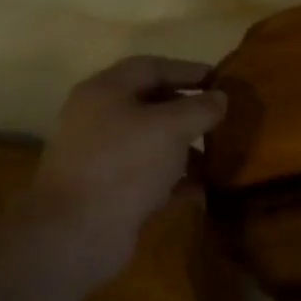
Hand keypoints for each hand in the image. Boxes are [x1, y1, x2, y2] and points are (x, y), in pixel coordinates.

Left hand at [28, 56, 226, 284]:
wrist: (77, 233)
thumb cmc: (125, 165)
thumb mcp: (171, 128)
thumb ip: (200, 108)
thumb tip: (220, 98)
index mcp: (106, 91)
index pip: (151, 67)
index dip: (188, 71)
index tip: (221, 80)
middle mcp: (99, 119)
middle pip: (150, 104)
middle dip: (188, 110)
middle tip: (222, 117)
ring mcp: (102, 157)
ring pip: (151, 142)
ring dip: (185, 147)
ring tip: (218, 154)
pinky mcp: (108, 191)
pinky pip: (148, 175)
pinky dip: (175, 178)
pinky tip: (203, 187)